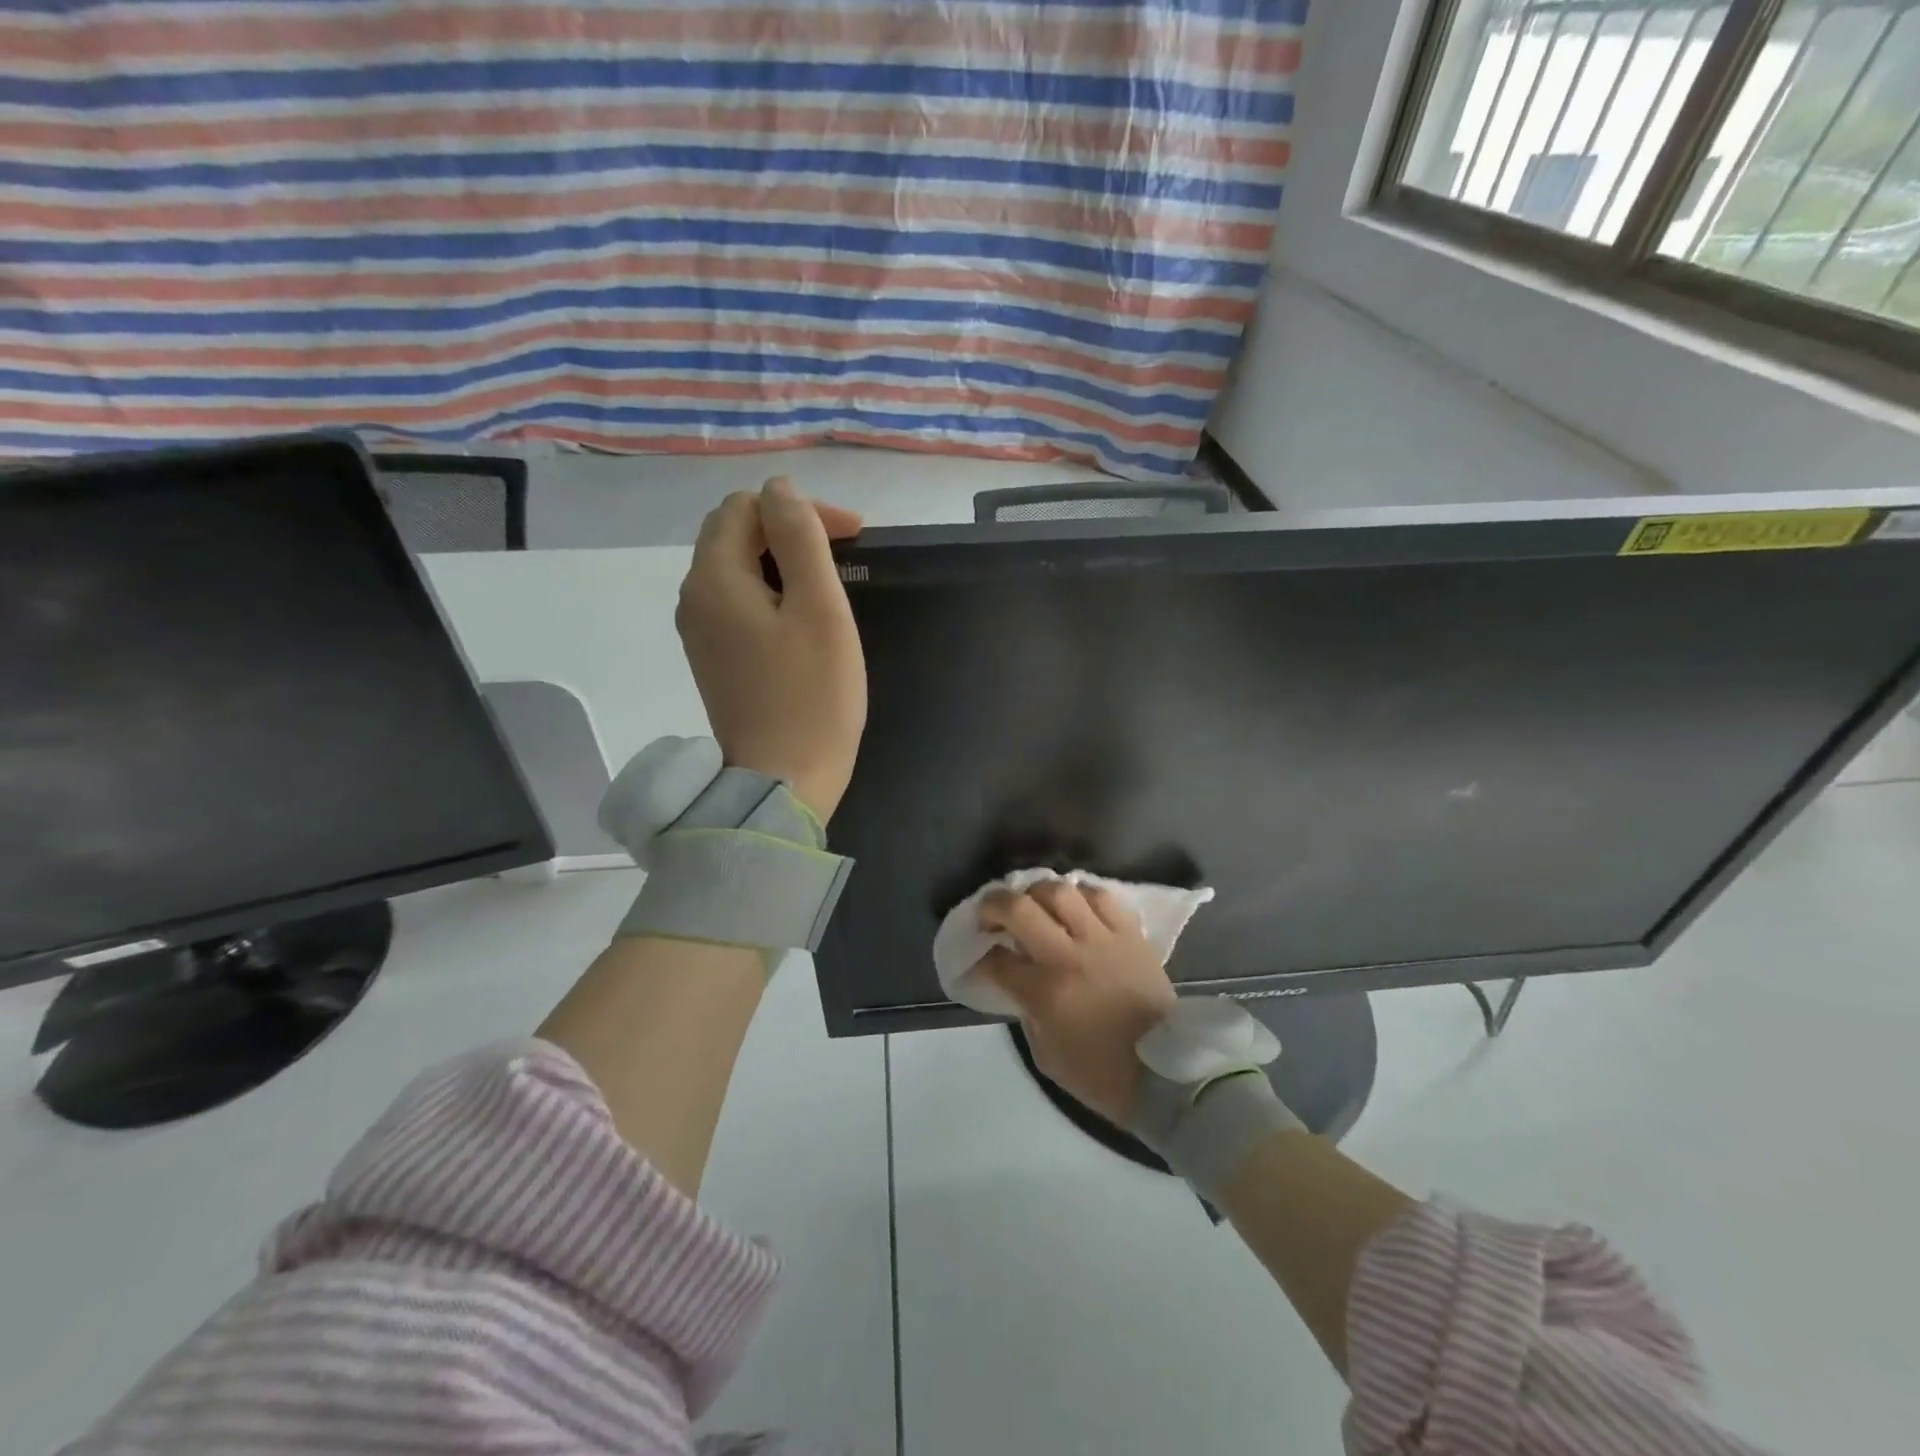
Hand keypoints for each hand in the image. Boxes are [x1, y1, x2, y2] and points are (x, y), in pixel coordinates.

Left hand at [676, 477, 865, 823]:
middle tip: (843, 553)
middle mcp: (694, 599)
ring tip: (828, 586)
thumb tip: (779, 488)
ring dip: (782, 562)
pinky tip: (802, 621)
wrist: (782, 783)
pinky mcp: (714, 661)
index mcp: (714, 579)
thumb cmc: (812, 697)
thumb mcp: (818, 608)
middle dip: (788, 530)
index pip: (746, 507)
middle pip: (734, 534)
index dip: (800, 509)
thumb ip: (799, 538)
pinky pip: (738, 605)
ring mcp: (700, 634)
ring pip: (736, 570)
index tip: (852, 537)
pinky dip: (771, 595)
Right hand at [978, 881, 1176, 1126]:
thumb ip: (1026, 1011)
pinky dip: (1082, 893)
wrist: (1165, 1074)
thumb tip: (1017, 981)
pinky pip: (1102, 897)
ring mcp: (1103, 939)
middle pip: (1020, 909)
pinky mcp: (1131, 934)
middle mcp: (1069, 956)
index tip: (979, 958)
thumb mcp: (1046, 1054)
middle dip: (994, 905)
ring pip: (1061, 891)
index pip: (996, 959)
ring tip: (1034, 902)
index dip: (981, 957)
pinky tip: (1075, 902)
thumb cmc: (1101, 1074)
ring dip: (1037, 892)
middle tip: (990, 914)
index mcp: (1045, 992)